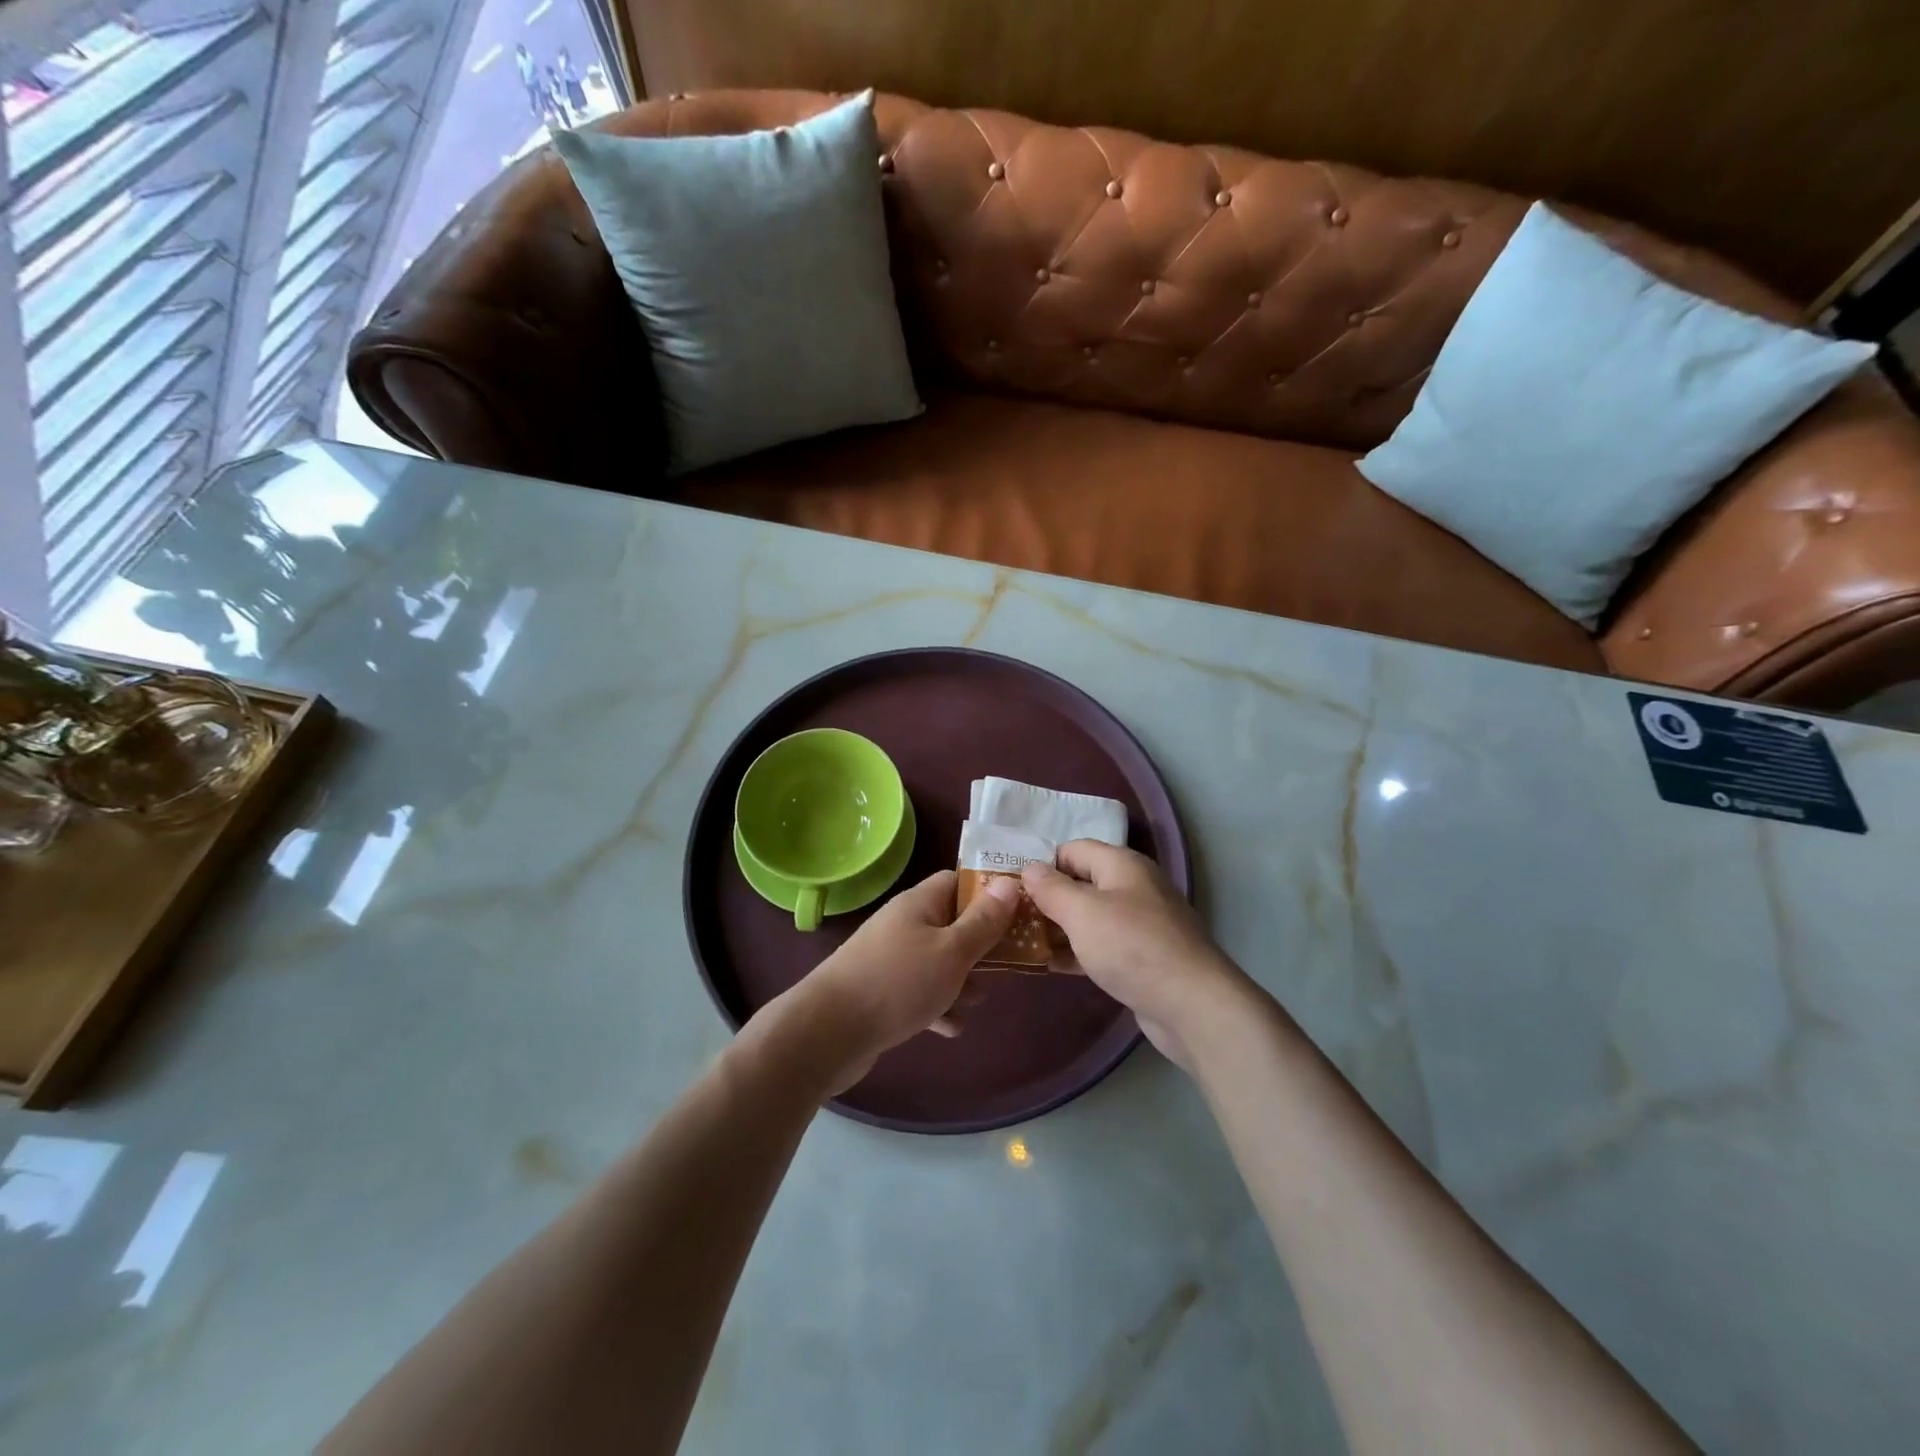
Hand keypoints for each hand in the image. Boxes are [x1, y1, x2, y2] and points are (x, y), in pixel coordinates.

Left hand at [781, 869, 1019, 1093]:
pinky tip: (952, 1027)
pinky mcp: (880, 992)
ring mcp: (889, 958)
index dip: (988, 893)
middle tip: (1010, 962)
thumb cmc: (898, 983)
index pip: (957, 882)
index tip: (1018, 912)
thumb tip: (1009, 882)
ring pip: (936, 960)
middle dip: (980, 943)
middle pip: (950, 923)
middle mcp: (903, 924)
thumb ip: (984, 922)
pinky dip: (937, 1004)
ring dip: (960, 978)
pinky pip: (918, 990)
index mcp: (919, 903)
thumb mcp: (952, 951)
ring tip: (981, 999)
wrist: (829, 1032)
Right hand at [1022, 841, 1254, 1073]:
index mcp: (1122, 864)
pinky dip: (1078, 951)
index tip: (1011, 886)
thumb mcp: (1082, 912)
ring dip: (1059, 927)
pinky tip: (1051, 966)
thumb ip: (1051, 888)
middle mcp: (1134, 887)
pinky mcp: (1143, 957)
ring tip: (1022, 941)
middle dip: (1047, 898)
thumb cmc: (1131, 947)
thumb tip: (1030, 867)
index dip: (1042, 864)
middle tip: (1011, 916)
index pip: (1072, 849)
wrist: (1192, 1005)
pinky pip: (1102, 945)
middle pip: (1081, 882)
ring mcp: (1141, 924)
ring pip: (1090, 917)